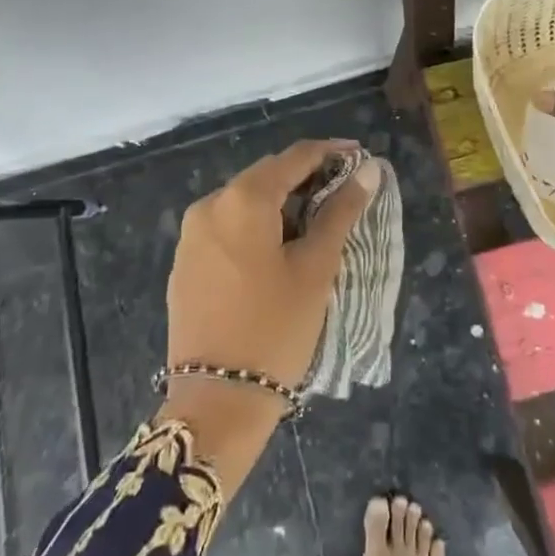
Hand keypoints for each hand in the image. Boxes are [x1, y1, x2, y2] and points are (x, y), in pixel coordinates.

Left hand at [160, 141, 376, 487]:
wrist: (217, 403)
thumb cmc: (276, 329)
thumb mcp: (316, 267)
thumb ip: (341, 211)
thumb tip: (369, 169)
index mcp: (242, 199)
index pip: (294, 157)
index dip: (330, 152)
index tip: (360, 156)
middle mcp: (210, 205)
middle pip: (266, 175)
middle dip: (306, 177)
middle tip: (344, 192)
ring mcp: (192, 235)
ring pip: (245, 201)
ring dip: (280, 203)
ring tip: (316, 221)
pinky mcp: (185, 262)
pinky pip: (227, 226)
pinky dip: (256, 225)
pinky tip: (278, 247)